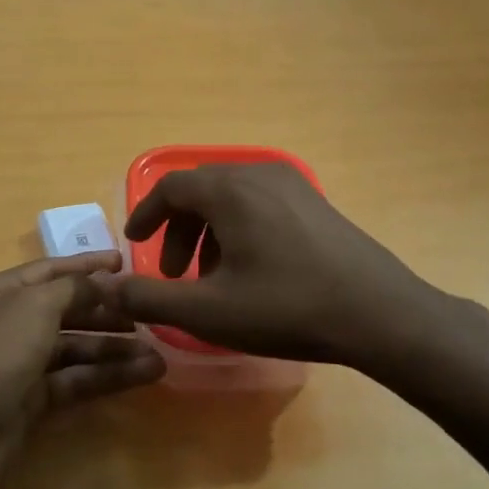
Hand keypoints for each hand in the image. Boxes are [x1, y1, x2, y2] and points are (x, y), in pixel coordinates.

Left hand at [0, 252, 164, 488]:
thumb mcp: (34, 307)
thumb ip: (74, 288)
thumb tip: (104, 282)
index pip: (51, 271)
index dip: (88, 266)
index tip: (126, 263)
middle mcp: (8, 324)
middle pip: (66, 310)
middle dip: (107, 311)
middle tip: (150, 312)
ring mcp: (19, 365)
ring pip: (75, 348)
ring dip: (114, 348)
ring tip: (159, 353)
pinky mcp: (31, 402)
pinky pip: (75, 380)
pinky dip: (107, 376)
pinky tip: (144, 375)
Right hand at [106, 162, 488, 377]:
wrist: (380, 314)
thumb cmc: (287, 308)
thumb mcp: (208, 312)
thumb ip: (150, 300)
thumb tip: (108, 290)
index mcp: (230, 190)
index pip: (171, 187)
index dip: (145, 214)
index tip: (134, 243)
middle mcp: (259, 173)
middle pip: (201, 190)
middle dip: (178, 230)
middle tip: (173, 273)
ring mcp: (294, 185)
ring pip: (231, 197)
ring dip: (208, 233)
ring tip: (211, 278)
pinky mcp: (316, 203)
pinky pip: (260, 204)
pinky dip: (239, 229)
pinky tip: (251, 272)